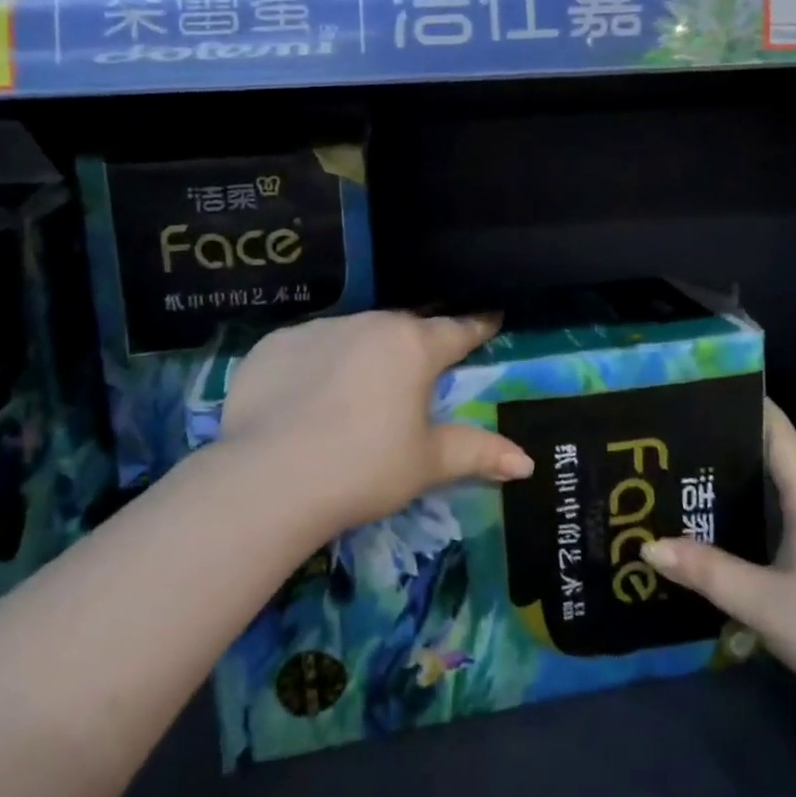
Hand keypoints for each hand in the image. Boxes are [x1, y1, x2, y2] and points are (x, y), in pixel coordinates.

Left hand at [218, 311, 535, 535]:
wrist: (269, 479)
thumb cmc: (364, 468)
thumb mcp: (427, 463)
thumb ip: (477, 452)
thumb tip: (526, 463)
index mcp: (412, 346)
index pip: (456, 330)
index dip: (476, 327)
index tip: (489, 317)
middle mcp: (368, 323)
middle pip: (401, 329)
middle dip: (413, 347)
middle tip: (415, 375)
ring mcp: (317, 329)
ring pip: (352, 335)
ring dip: (362, 355)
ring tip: (352, 395)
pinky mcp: (273, 345)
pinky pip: (306, 348)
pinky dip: (314, 366)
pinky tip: (304, 400)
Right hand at [642, 401, 795, 717]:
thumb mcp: (763, 604)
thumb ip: (707, 572)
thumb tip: (648, 546)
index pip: (777, 429)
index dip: (743, 403)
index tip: (698, 392)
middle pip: (778, 452)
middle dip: (731, 438)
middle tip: (678, 437)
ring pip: (786, 484)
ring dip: (746, 473)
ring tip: (694, 474)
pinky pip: (792, 512)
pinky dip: (761, 504)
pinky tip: (733, 524)